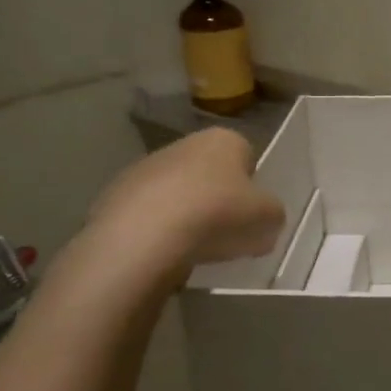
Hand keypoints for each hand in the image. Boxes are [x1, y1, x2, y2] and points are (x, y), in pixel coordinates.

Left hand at [85, 127, 285, 281]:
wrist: (145, 236)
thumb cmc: (218, 215)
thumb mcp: (268, 217)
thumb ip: (273, 213)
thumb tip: (266, 218)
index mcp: (224, 139)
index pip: (247, 156)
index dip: (252, 186)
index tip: (252, 213)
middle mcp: (184, 144)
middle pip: (211, 172)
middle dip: (219, 198)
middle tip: (227, 232)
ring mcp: (146, 167)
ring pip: (179, 191)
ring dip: (188, 213)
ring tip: (195, 248)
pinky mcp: (116, 194)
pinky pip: (150, 211)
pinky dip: (160, 228)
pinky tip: (166, 251)